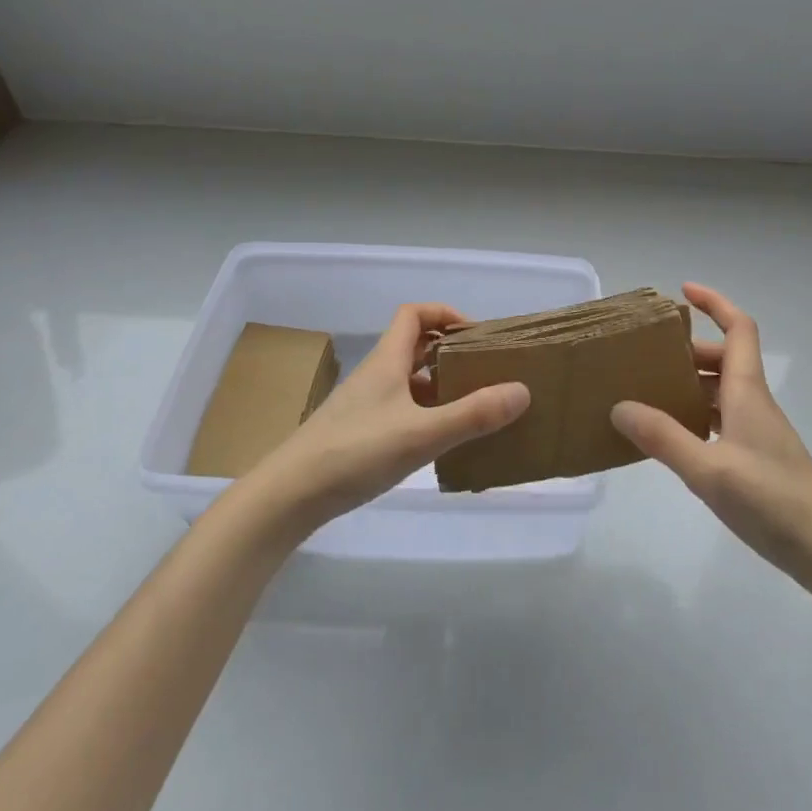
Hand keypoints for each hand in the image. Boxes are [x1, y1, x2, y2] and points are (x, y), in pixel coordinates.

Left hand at [242, 303, 530, 533]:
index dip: (445, 314)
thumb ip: (472, 415)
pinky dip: (423, 414)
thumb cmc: (355, 452)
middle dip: (449, 352)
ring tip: (471, 407)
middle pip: (413, 346)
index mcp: (387, 360)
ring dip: (438, 385)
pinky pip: (399, 409)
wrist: (288, 497)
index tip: (475, 335)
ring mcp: (364, 405)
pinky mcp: (358, 433)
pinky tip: (439, 441)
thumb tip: (522, 390)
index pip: (414, 314)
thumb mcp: (421, 434)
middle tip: (483, 371)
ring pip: (407, 381)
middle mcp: (375, 375)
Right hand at [612, 283, 811, 581]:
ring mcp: (758, 430)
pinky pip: (722, 418)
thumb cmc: (771, 500)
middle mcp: (753, 401)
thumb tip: (620, 406)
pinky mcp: (757, 456)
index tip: (683, 292)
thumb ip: (663, 438)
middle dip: (689, 350)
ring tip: (651, 393)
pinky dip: (697, 414)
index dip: (714, 303)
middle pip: (724, 358)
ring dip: (691, 383)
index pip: (738, 328)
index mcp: (747, 391)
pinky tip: (675, 436)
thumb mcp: (708, 470)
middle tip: (648, 357)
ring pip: (722, 389)